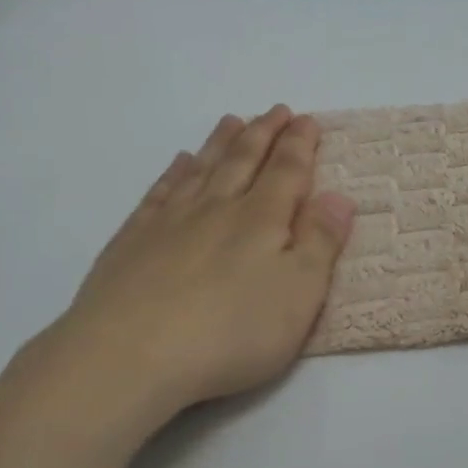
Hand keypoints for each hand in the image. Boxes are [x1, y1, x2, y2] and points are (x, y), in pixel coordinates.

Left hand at [36, 105, 355, 420]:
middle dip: (264, 133)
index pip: (287, 171)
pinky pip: (160, 192)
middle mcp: (216, 209)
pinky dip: (174, 173)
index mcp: (261, 220)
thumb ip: (320, 243)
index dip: (300, 144)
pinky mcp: (132, 241)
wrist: (128, 357)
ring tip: (232, 120)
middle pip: (244, 161)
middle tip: (276, 110)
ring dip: (221, 143)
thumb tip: (338, 196)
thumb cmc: (230, 333)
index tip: (308, 120)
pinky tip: (179, 163)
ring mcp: (170, 222)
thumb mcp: (298, 295)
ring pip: (202, 168)